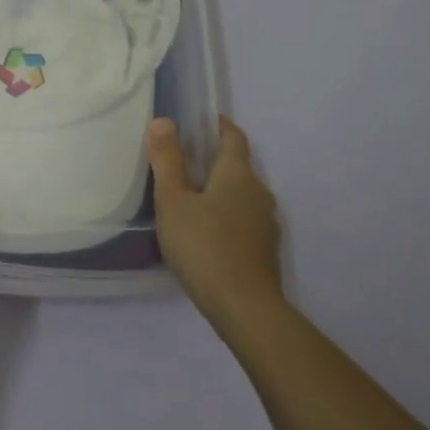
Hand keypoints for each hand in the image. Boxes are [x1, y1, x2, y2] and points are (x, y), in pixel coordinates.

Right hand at [148, 116, 285, 336]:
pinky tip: (206, 233)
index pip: (233, 137)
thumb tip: (164, 121)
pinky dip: (226, 216)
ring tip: (190, 199)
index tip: (201, 121)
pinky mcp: (265, 251)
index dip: (219, 125)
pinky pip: (243, 220)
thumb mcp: (173, 200)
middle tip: (182, 161)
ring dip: (219, 191)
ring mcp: (266, 224)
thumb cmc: (204, 246)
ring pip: (241, 195)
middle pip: (237, 166)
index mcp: (238, 174)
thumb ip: (167, 160)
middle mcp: (258, 192)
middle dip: (213, 160)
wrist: (245, 309)